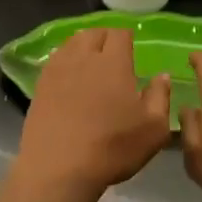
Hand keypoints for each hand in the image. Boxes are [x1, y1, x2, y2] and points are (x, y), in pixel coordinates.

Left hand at [12, 28, 171, 201]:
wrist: (59, 168)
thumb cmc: (112, 148)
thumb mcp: (153, 129)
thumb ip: (160, 97)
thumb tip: (162, 76)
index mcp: (113, 63)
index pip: (119, 34)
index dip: (126, 36)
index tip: (131, 46)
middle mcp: (83, 58)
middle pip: (93, 33)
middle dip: (104, 37)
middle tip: (111, 52)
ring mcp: (57, 71)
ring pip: (70, 44)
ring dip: (82, 46)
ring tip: (89, 60)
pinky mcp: (40, 86)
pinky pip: (54, 61)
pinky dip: (64, 61)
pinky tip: (68, 76)